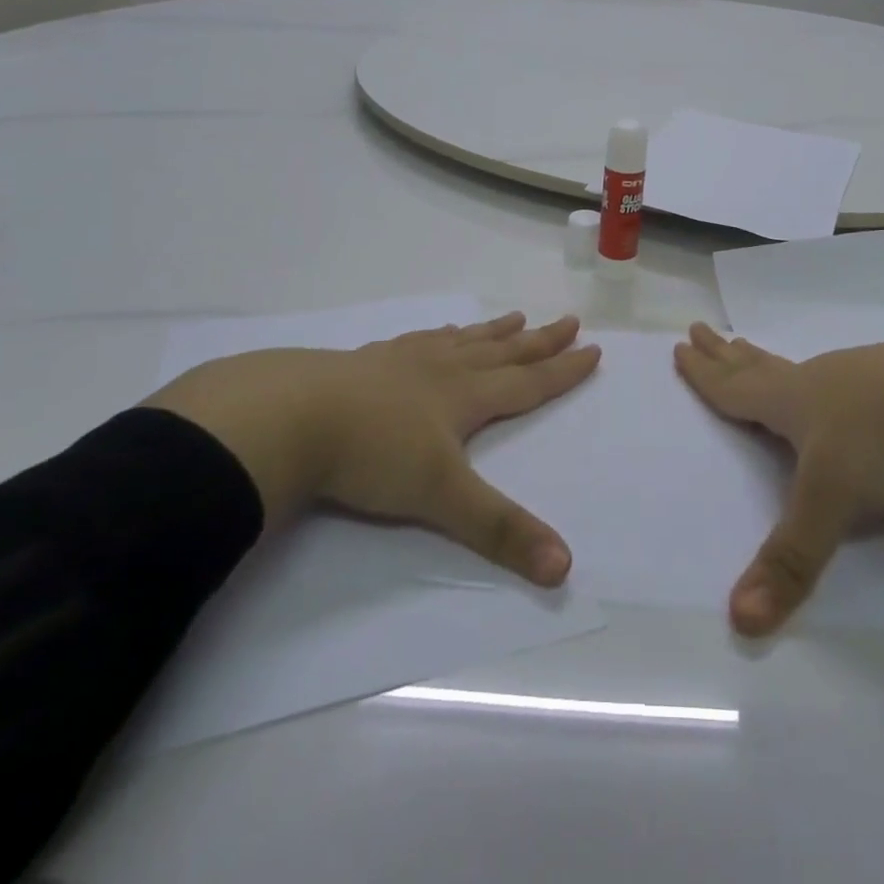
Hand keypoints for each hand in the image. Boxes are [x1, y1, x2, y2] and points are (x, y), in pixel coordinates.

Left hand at [147, 313, 599, 585]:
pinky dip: (438, 335)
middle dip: (538, 341)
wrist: (290, 416)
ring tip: (513, 316)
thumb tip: (565, 567)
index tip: (593, 349)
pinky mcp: (366, 362)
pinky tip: (435, 334)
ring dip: (492, 332)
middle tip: (568, 319)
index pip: (527, 383)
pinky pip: (417, 341)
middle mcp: (441, 371)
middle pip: (501, 352)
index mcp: (464, 397)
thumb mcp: (441, 497)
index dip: (563, 371)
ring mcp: (402, 361)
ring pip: (461, 341)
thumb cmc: (373, 453)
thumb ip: (500, 530)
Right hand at [675, 322, 883, 634]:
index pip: (735, 388)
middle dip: (726, 353)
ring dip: (767, 360)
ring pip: (800, 368)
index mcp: (792, 402)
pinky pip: (842, 375)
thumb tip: (739, 621)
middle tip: (702, 328)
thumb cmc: (883, 442)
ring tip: (752, 350)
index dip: (705, 374)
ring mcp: (860, 376)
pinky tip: (838, 384)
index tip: (681, 347)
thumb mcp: (832, 504)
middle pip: (759, 365)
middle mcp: (818, 382)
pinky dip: (821, 376)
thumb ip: (791, 561)